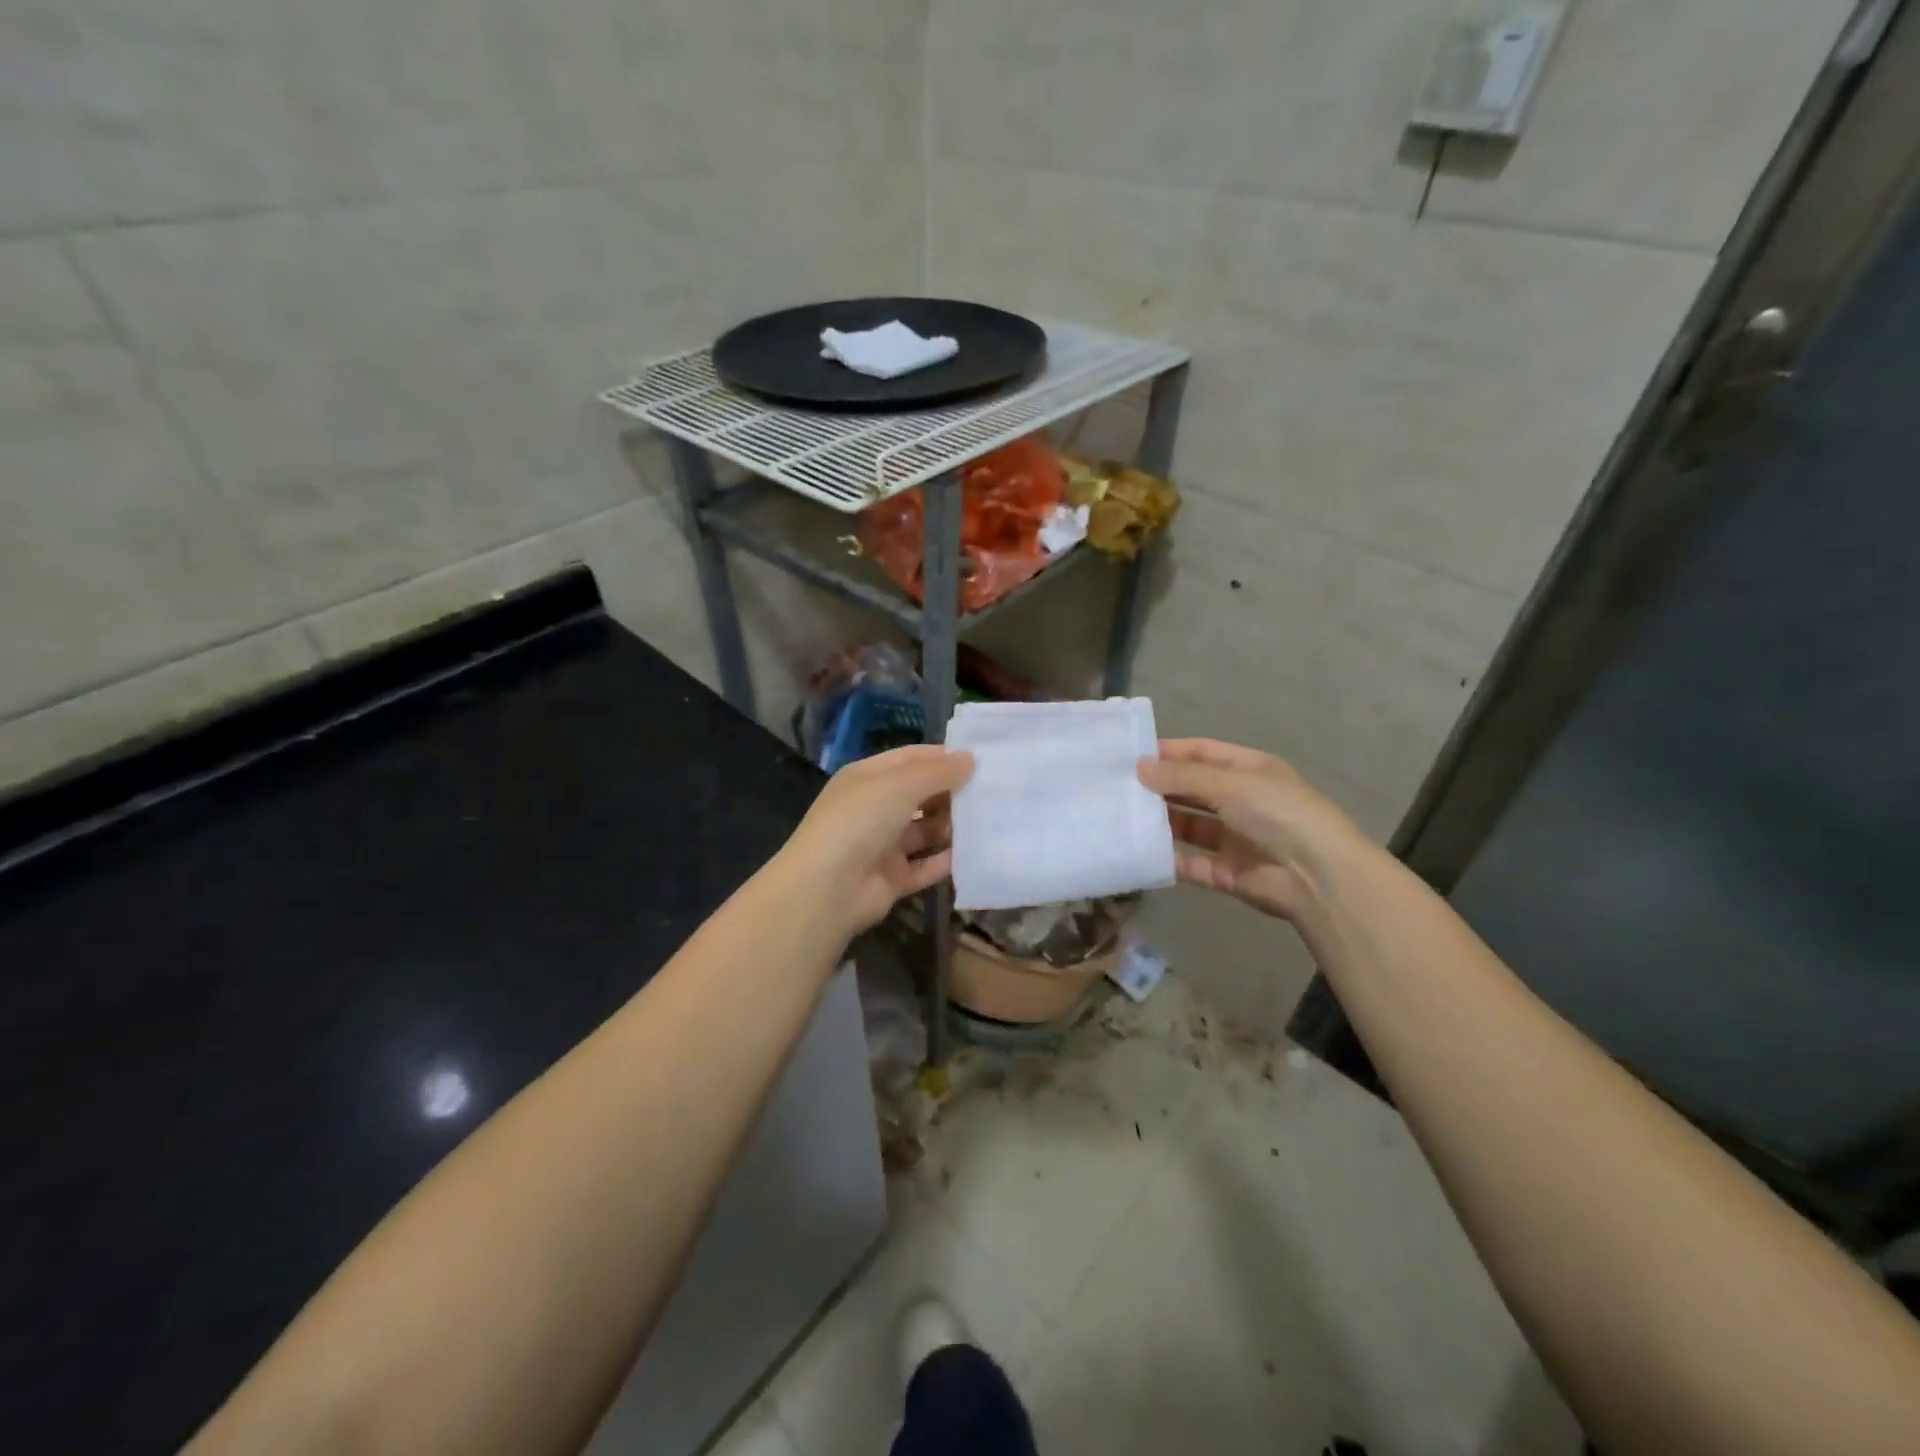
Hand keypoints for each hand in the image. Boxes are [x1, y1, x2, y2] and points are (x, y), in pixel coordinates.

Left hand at [777, 744, 974, 936]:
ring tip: (989, 821)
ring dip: (952, 827)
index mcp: (867, 778)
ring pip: (925, 831)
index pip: (910, 759)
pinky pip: (926, 866)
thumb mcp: (900, 786)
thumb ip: (938, 772)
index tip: (980, 759)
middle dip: (951, 793)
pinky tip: (976, 854)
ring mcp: (882, 845)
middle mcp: (874, 808)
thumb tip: (970, 758)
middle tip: (992, 792)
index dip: (942, 758)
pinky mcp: (893, 878)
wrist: (827, 889)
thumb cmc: (860, 821)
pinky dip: (946, 861)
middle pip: (920, 795)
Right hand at [1138, 738, 1368, 920]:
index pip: (1202, 753)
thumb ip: (1182, 776)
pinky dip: (1167, 857)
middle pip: (1191, 789)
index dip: (1168, 752)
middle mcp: (1240, 801)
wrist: (1318, 877)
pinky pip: (1190, 862)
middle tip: (1115, 787)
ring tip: (1119, 817)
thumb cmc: (1278, 813)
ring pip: (1187, 826)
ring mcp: (1233, 838)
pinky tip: (1138, 851)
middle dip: (1158, 787)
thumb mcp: (1230, 783)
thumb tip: (1138, 767)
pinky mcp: (1226, 872)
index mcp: (1249, 770)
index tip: (1130, 755)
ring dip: (1159, 822)